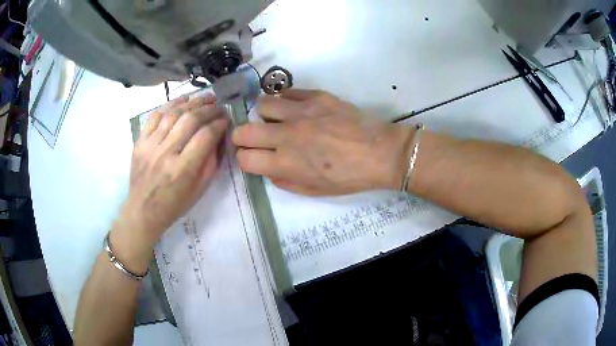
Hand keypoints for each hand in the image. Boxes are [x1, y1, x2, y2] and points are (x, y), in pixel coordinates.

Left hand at [111, 94, 227, 270]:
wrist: (143, 211)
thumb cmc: (174, 205)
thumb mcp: (200, 190)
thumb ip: (211, 162)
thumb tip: (218, 137)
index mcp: (183, 170)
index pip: (205, 136)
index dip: (219, 124)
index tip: (226, 119)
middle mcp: (166, 153)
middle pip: (190, 120)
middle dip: (208, 109)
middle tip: (218, 105)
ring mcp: (150, 145)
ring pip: (173, 113)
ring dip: (191, 102)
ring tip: (204, 97)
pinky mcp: (139, 141)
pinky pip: (155, 116)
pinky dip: (169, 105)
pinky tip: (182, 100)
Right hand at [232, 90, 412, 194]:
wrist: (381, 153)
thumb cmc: (349, 177)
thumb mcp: (314, 190)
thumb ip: (283, 180)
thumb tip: (268, 166)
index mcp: (286, 163)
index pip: (244, 158)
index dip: (244, 158)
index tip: (252, 157)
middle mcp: (287, 135)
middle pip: (244, 130)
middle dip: (243, 136)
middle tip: (254, 138)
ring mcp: (301, 111)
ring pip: (263, 104)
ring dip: (265, 114)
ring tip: (278, 119)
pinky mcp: (316, 96)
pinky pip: (288, 92)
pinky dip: (287, 101)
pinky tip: (297, 108)